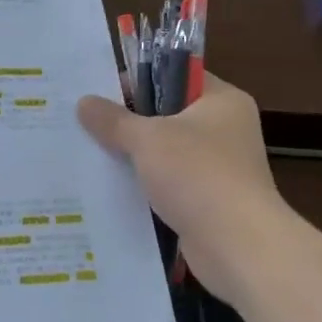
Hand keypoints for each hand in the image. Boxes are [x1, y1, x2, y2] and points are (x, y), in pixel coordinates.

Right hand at [77, 72, 289, 302]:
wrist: (238, 246)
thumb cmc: (197, 175)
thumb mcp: (148, 139)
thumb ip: (114, 120)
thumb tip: (84, 103)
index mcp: (222, 100)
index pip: (175, 76)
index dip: (138, 81)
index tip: (99, 94)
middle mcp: (225, 129)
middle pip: (168, 115)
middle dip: (128, 122)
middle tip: (86, 125)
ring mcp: (219, 168)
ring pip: (166, 153)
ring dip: (134, 158)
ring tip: (90, 156)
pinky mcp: (209, 201)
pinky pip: (169, 185)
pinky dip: (145, 187)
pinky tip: (110, 191)